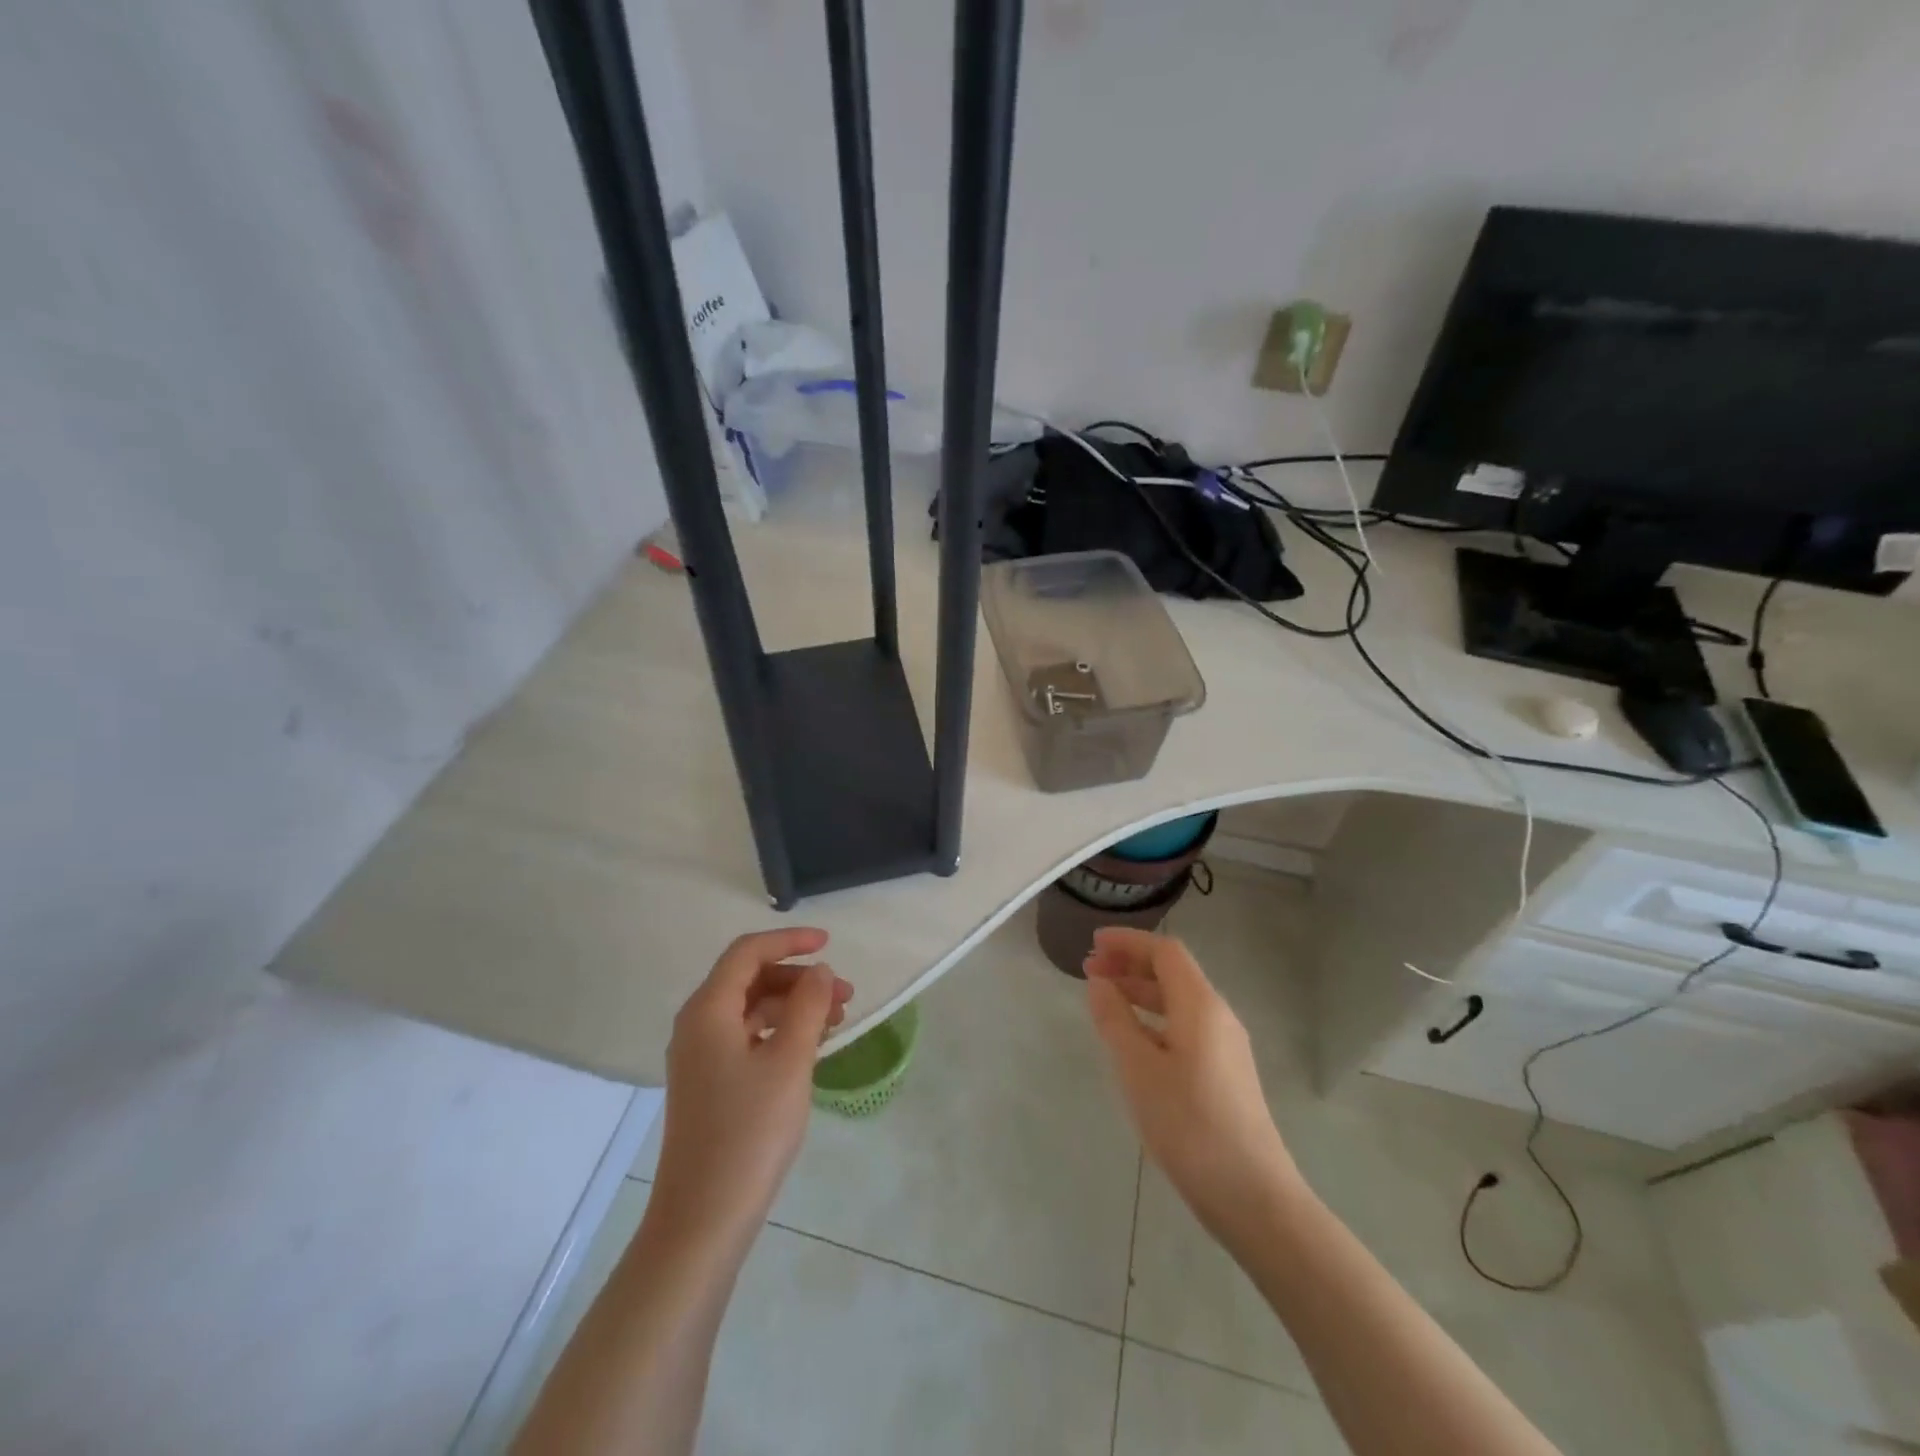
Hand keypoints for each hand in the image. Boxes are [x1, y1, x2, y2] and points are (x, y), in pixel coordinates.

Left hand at [652, 929, 852, 1239]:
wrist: (703, 1220)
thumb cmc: (750, 1131)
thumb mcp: (790, 1060)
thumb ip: (808, 1006)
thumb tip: (819, 971)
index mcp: (708, 1010)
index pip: (748, 952)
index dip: (789, 941)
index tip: (830, 944)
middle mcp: (696, 1026)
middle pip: (749, 979)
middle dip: (799, 979)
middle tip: (845, 995)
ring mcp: (699, 1058)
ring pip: (750, 1010)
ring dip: (793, 1006)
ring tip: (836, 1022)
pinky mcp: (708, 1085)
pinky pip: (746, 1037)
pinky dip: (779, 1032)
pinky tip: (809, 1049)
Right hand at [1084, 928, 1302, 1238]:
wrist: (1253, 1196)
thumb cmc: (1189, 1126)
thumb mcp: (1138, 1069)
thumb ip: (1115, 1019)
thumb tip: (1100, 982)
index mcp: (1201, 1005)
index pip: (1165, 952)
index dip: (1128, 942)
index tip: (1092, 944)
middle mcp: (1218, 1016)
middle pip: (1173, 973)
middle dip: (1130, 964)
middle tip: (1089, 970)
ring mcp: (1226, 1047)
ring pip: (1178, 1001)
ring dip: (1140, 992)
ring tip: (1104, 1000)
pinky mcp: (1225, 1074)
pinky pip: (1185, 1026)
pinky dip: (1154, 1019)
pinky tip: (1132, 1040)